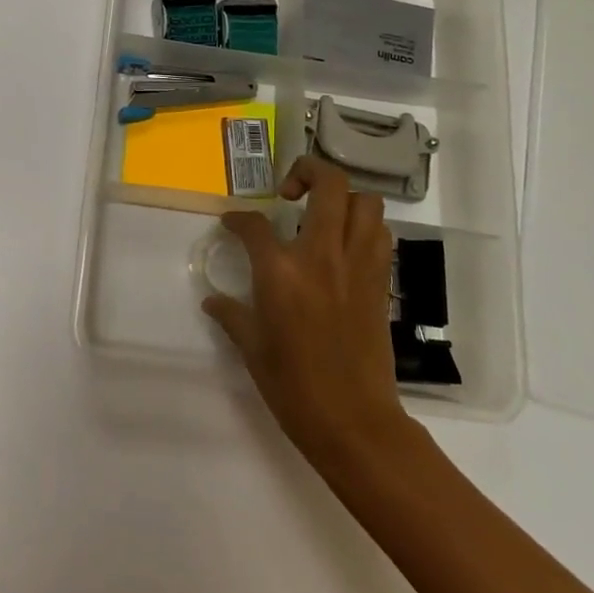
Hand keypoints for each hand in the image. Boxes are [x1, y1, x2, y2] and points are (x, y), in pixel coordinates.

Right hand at [203, 156, 412, 476]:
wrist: (353, 421)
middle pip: (327, 185)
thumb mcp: (252, 348)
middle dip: (307, 171)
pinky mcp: (380, 282)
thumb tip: (213, 301)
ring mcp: (357, 266)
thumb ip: (231, 314)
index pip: (255, 224)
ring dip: (343, 198)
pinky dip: (364, 227)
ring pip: (365, 203)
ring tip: (322, 214)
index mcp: (281, 272)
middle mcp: (322, 256)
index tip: (233, 223)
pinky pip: (379, 235)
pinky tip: (344, 245)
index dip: (239, 218)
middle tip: (289, 190)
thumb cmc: (293, 386)